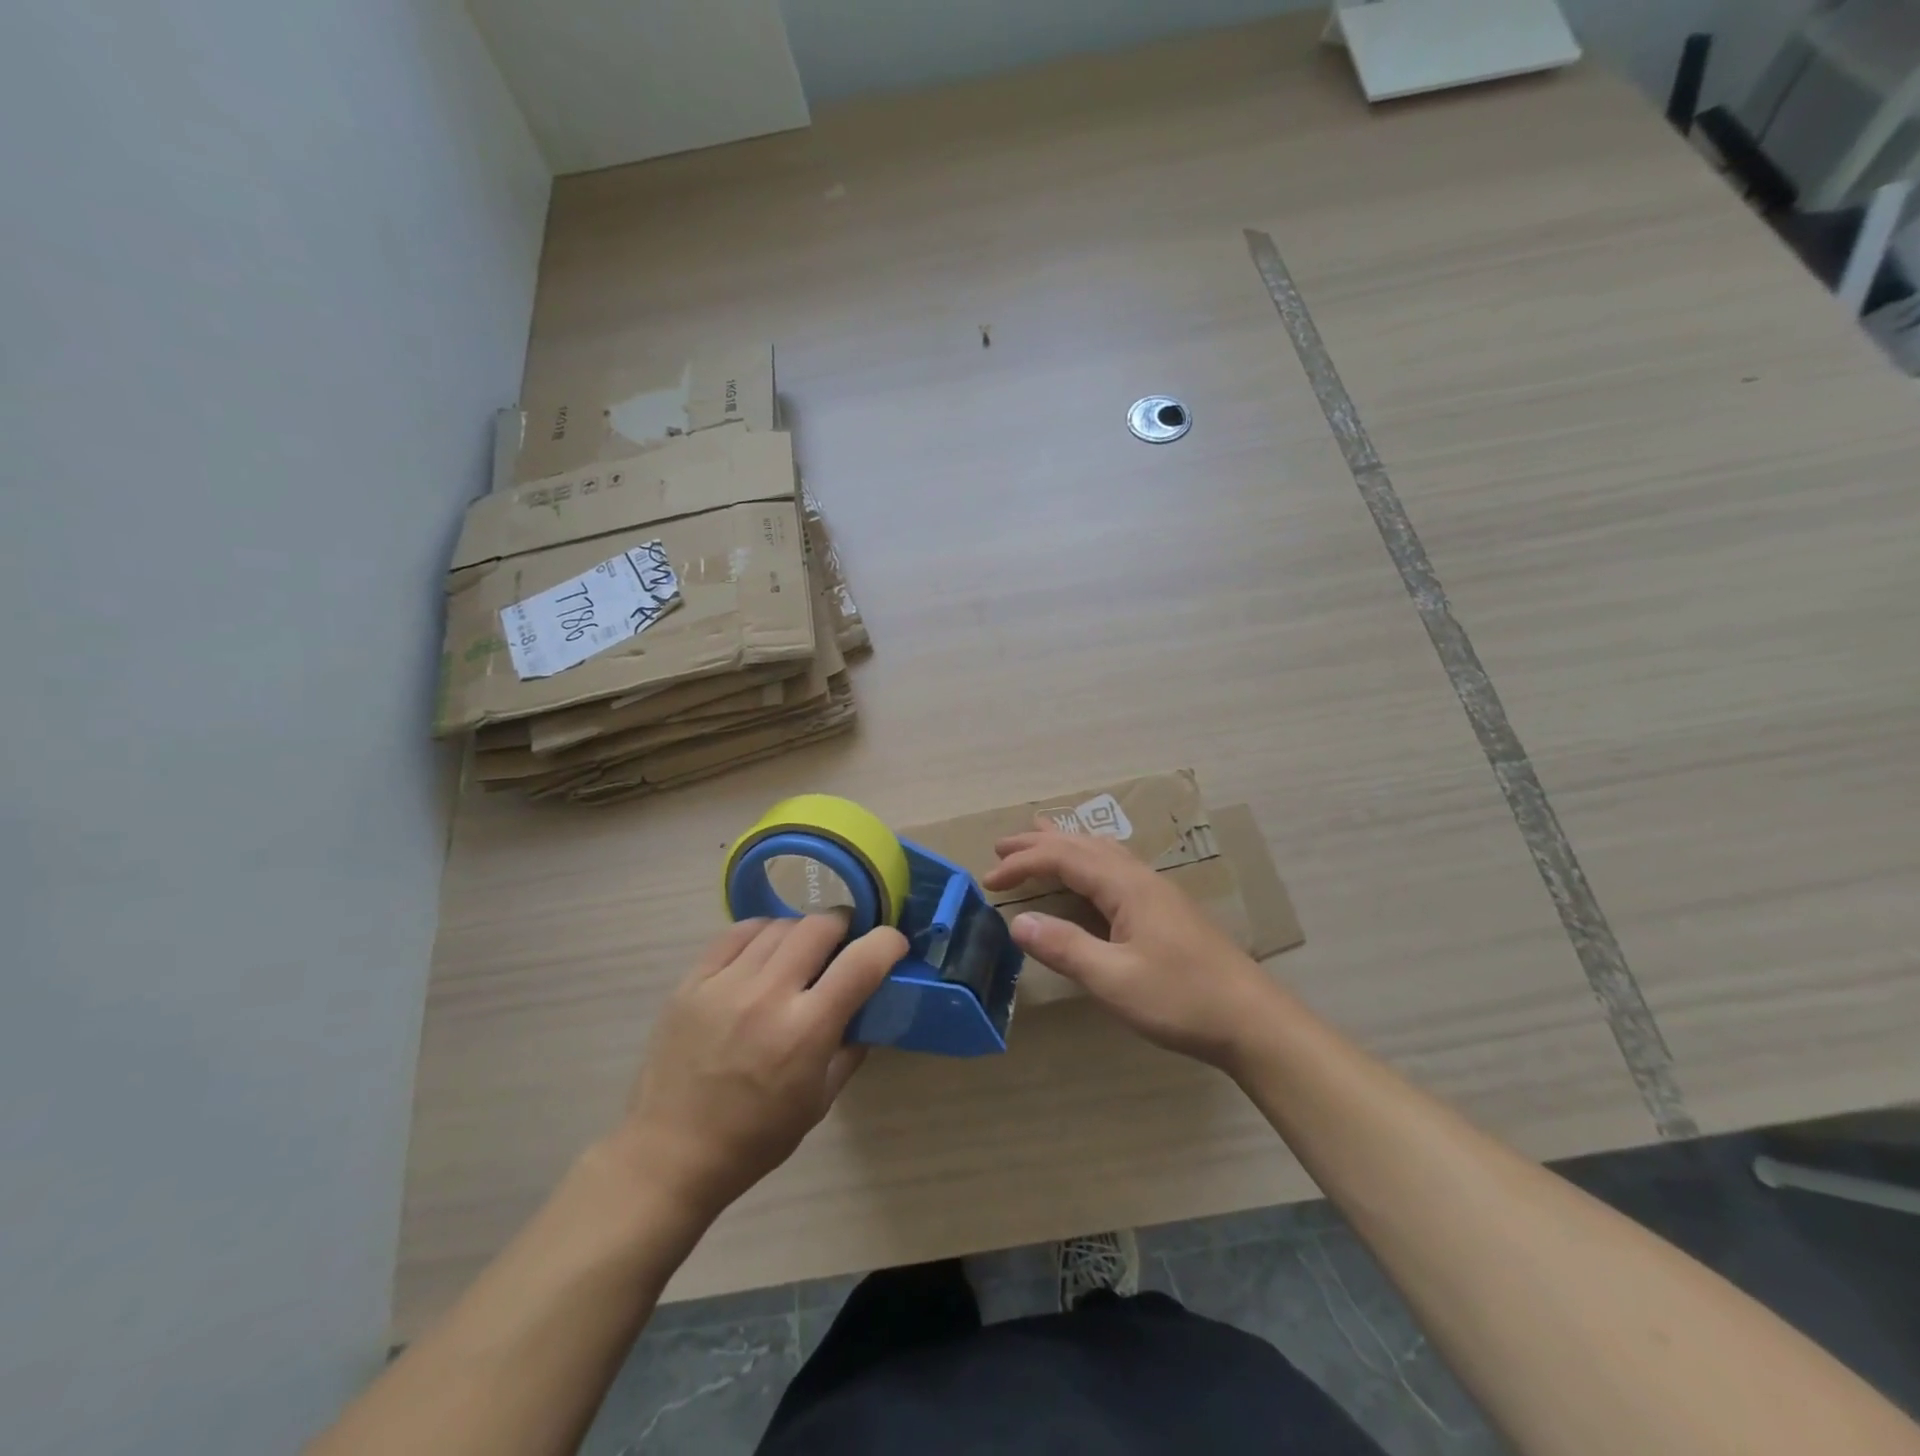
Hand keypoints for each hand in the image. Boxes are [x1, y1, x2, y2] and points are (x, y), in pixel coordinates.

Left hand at [619, 915, 905, 1219]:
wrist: (670, 1155)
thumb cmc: (755, 1138)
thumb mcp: (820, 1101)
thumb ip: (850, 1047)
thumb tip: (868, 1007)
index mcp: (805, 1031)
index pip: (861, 962)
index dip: (887, 943)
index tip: (893, 945)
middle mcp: (767, 996)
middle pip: (820, 926)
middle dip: (843, 926)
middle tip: (845, 942)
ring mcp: (726, 984)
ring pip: (780, 925)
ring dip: (802, 931)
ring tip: (802, 951)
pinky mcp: (693, 981)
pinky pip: (736, 933)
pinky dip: (762, 933)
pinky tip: (764, 951)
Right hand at [983, 825, 1287, 1070]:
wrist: (1252, 1019)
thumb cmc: (1181, 999)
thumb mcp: (1114, 980)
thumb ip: (1065, 948)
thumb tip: (1018, 922)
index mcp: (1126, 886)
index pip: (1063, 858)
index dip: (1023, 863)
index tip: (989, 879)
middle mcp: (1140, 877)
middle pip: (1082, 845)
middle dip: (1039, 843)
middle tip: (1001, 847)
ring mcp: (1157, 891)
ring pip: (1103, 850)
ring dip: (1066, 844)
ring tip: (1040, 838)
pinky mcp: (1166, 909)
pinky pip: (1116, 865)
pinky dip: (1088, 858)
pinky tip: (1091, 872)